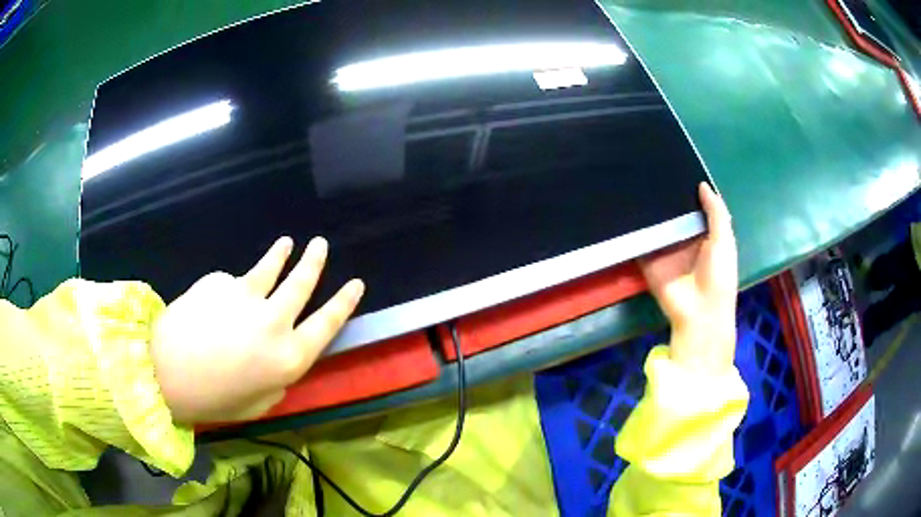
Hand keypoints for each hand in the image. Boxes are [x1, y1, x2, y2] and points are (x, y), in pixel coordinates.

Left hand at [151, 237, 363, 423]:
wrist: (166, 372)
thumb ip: (278, 380)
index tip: (356, 283)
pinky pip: (232, 282)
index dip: (344, 302)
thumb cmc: (215, 400)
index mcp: (289, 357)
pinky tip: (214, 304)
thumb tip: (280, 359)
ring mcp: (246, 296)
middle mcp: (275, 321)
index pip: (327, 323)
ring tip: (288, 243)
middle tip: (321, 245)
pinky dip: (230, 289)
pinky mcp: (220, 282)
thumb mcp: (259, 404)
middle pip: (302, 284)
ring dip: (282, 254)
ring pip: (272, 269)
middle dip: (315, 262)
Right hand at [638, 183, 737, 372]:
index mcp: (703, 233)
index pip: (693, 206)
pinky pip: (640, 239)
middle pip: (672, 211)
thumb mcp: (724, 240)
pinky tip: (622, 206)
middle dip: (663, 194)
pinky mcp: (648, 258)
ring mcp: (664, 248)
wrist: (699, 312)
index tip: (674, 164)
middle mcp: (683, 237)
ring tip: (633, 178)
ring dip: (646, 207)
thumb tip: (702, 184)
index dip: (686, 188)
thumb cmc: (719, 276)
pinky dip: (632, 227)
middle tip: (649, 166)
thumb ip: (716, 212)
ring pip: (655, 222)